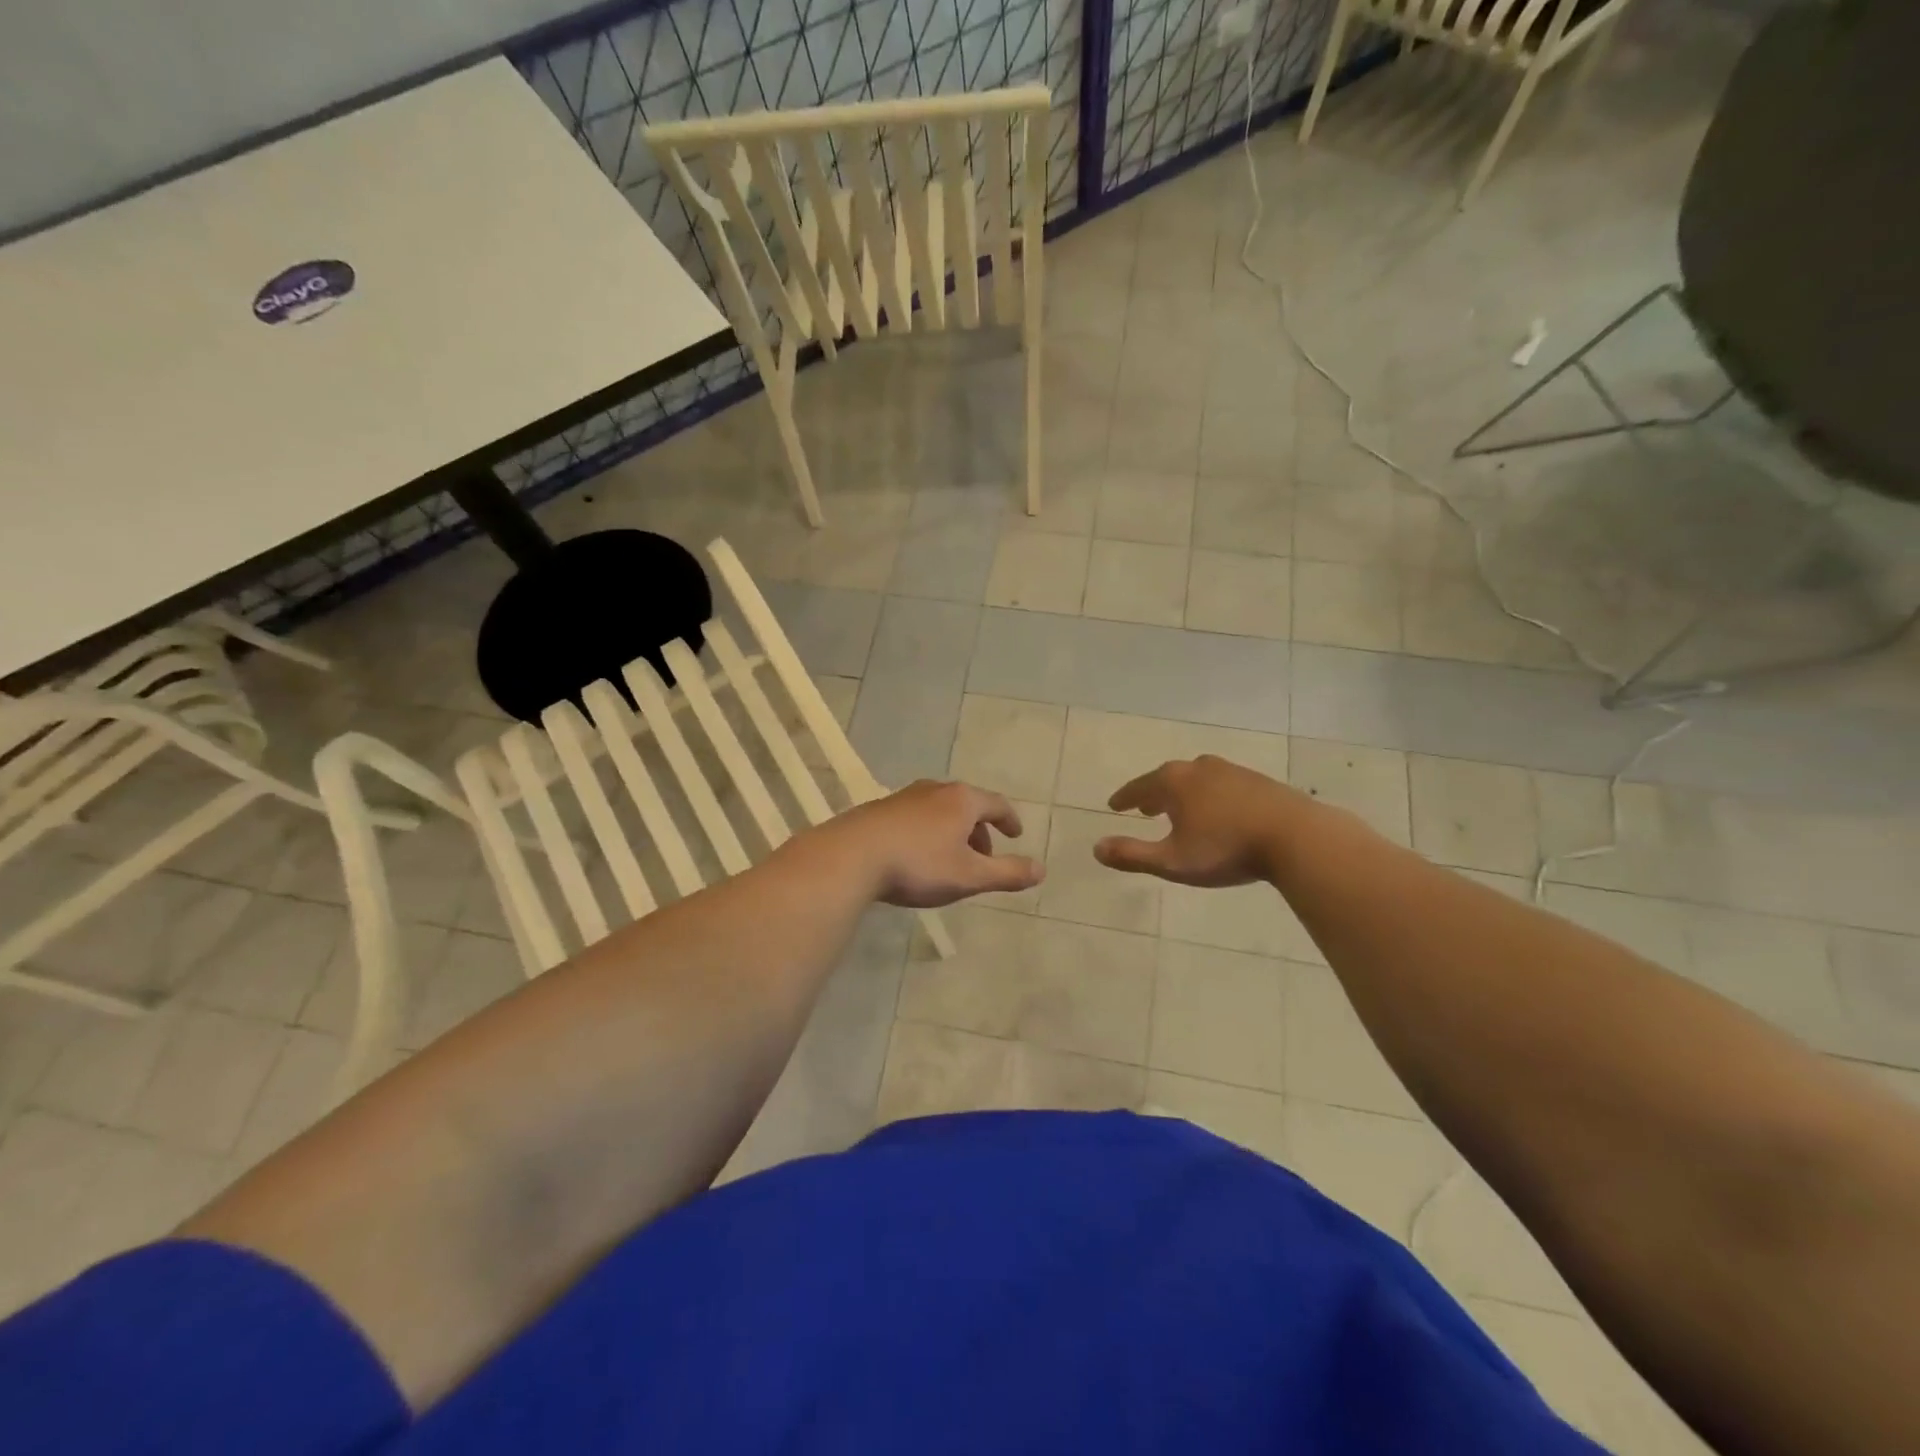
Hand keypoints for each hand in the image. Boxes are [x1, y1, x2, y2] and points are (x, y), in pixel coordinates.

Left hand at [823, 780, 1043, 907]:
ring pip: (940, 810)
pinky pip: (916, 817)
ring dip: (953, 832)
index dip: (1010, 820)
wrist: (851, 856)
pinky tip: (916, 856)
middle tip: (983, 857)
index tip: (1016, 835)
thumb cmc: (918, 865)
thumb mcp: (969, 876)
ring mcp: (905, 796)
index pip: (997, 804)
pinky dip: (928, 832)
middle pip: (968, 805)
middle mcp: (935, 789)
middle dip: (980, 830)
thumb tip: (1042, 869)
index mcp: (962, 800)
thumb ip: (1007, 873)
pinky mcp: (880, 809)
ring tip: (951, 859)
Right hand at [1093, 755, 1308, 886]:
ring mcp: (1231, 771)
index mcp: (1174, 782)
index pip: (1139, 787)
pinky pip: (1222, 785)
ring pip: (1197, 779)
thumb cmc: (1226, 849)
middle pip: (1168, 778)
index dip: (1125, 798)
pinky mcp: (1258, 781)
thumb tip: (1096, 849)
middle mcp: (1199, 768)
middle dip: (1154, 794)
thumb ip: (1133, 855)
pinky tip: (1218, 812)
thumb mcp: (1173, 861)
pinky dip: (1209, 796)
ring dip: (1183, 794)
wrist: (1296, 837)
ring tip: (1180, 810)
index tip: (1114, 805)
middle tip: (1144, 808)